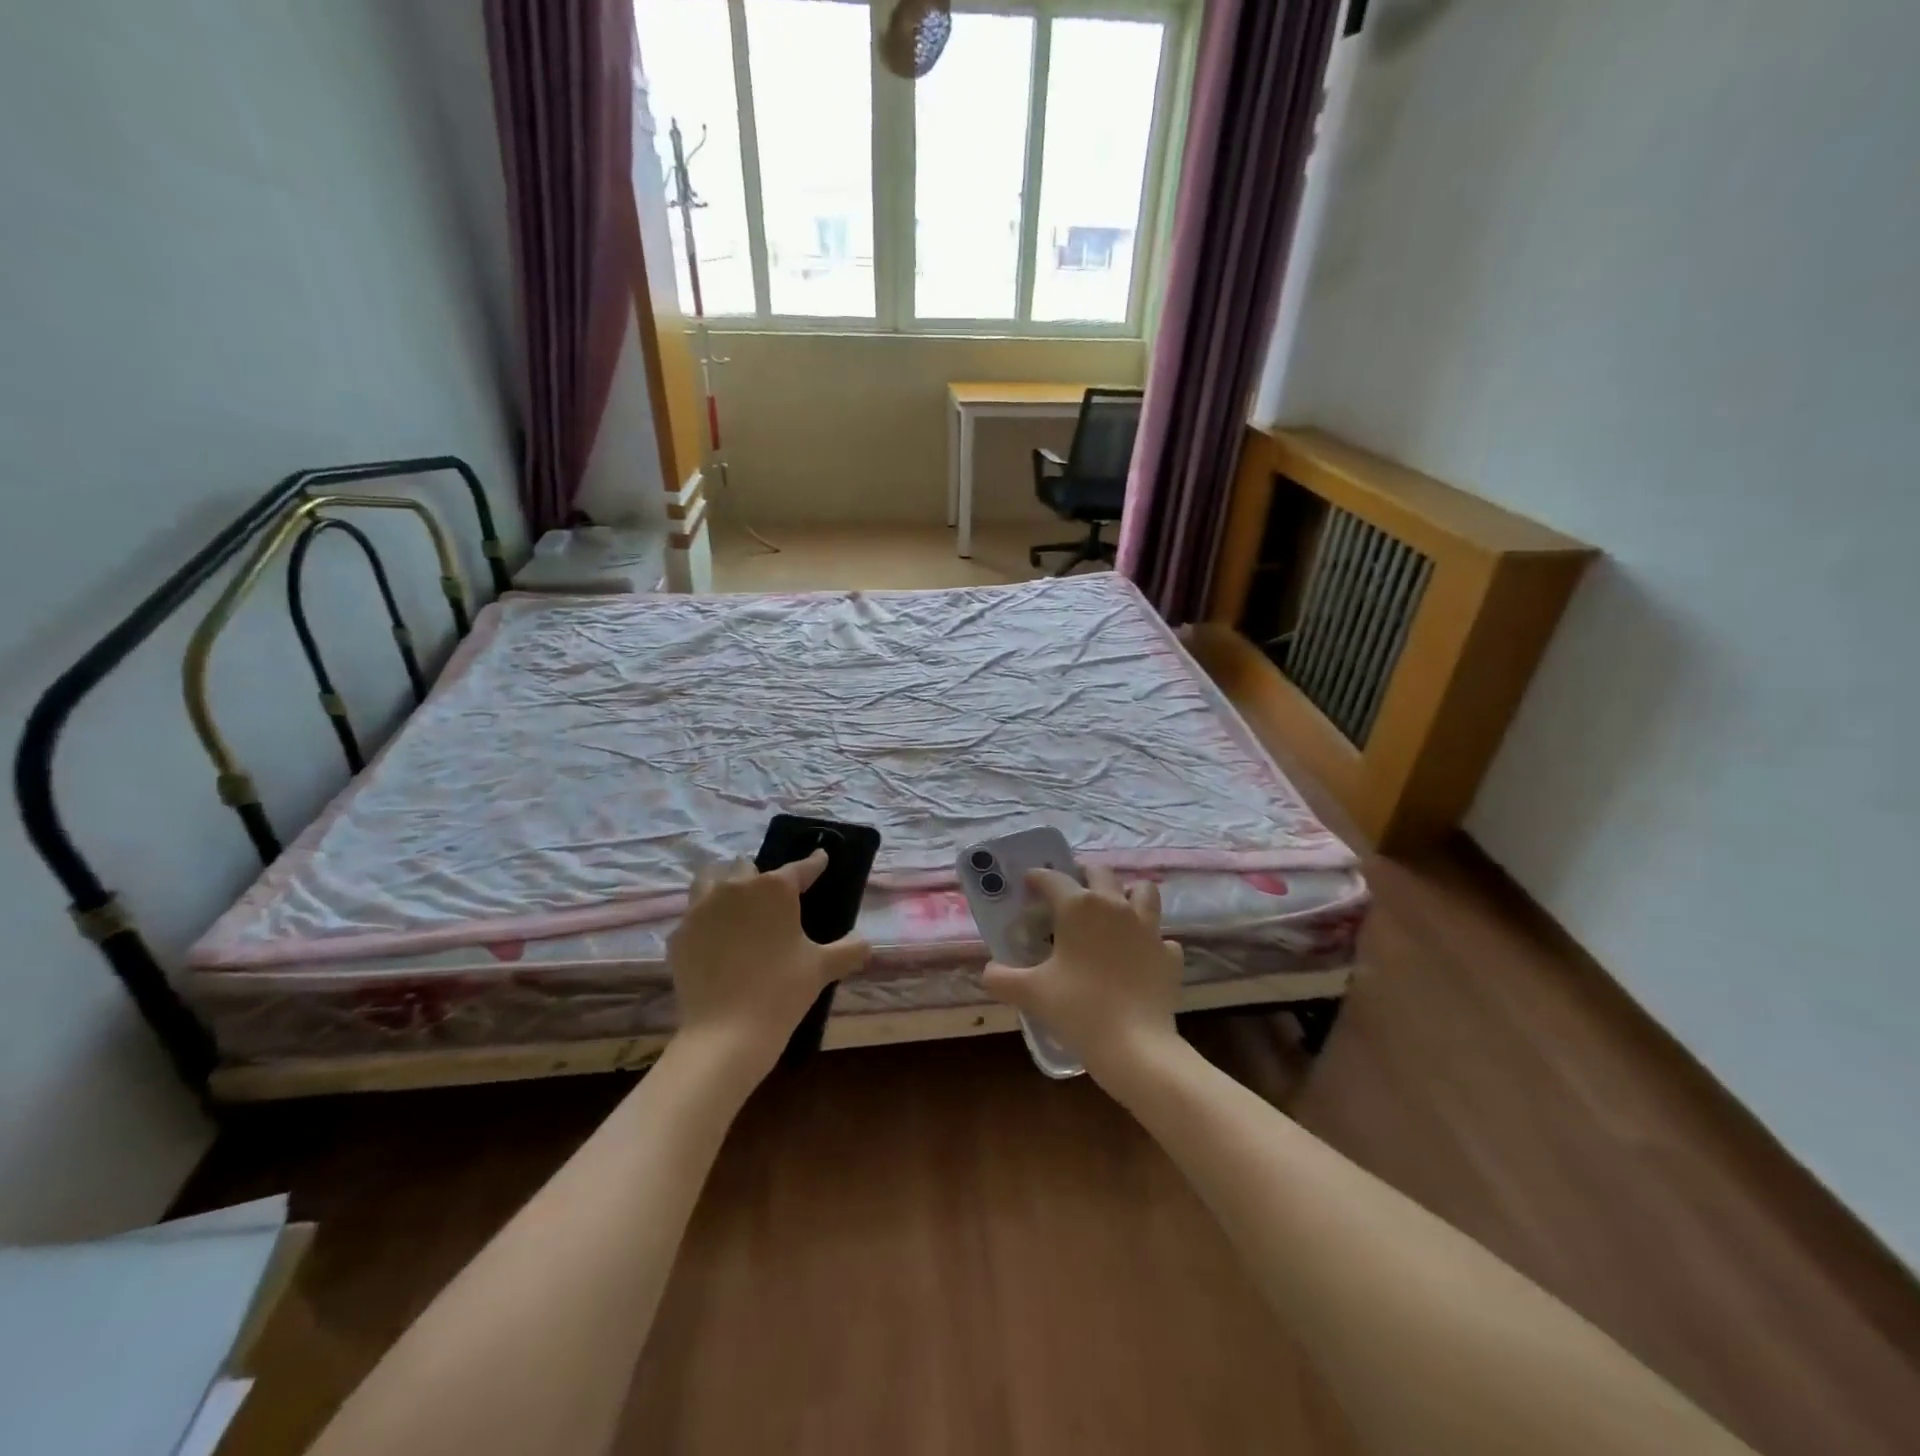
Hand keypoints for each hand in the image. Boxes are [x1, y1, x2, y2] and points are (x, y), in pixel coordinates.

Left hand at [667, 851, 870, 1080]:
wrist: (726, 1032)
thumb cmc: (782, 990)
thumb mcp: (823, 968)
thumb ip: (849, 949)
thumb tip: (865, 943)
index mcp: (774, 888)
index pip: (800, 868)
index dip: (814, 863)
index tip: (821, 858)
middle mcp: (735, 887)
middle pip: (747, 867)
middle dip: (760, 877)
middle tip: (772, 899)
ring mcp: (701, 909)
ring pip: (710, 879)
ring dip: (724, 884)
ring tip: (735, 904)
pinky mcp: (679, 934)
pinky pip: (693, 916)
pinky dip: (705, 922)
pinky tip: (714, 941)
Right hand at [981, 865, 1184, 1087]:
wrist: (1136, 1047)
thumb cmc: (1078, 1009)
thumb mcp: (1030, 993)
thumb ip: (1001, 977)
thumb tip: (988, 971)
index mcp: (1079, 907)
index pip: (1053, 878)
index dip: (1037, 878)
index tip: (1027, 883)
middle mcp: (1116, 906)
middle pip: (1100, 872)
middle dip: (1082, 874)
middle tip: (1068, 892)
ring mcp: (1148, 928)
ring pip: (1143, 892)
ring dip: (1127, 894)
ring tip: (1112, 910)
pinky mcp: (1169, 955)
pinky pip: (1161, 937)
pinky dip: (1149, 941)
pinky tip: (1138, 956)